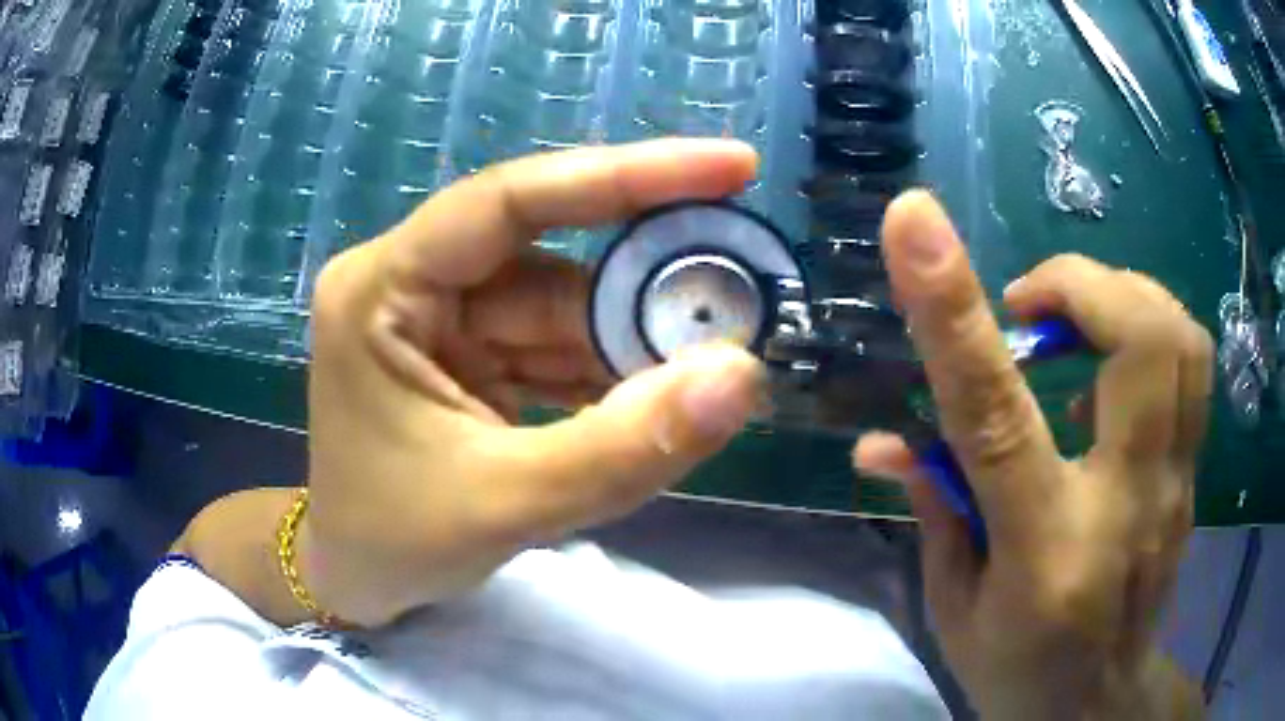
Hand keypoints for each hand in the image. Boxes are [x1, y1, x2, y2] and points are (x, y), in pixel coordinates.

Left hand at [303, 140, 764, 626]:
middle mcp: (413, 284)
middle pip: (550, 259)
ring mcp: (443, 320)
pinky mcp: (471, 356)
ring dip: (637, 342)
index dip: (626, 175)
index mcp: (382, 289)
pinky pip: (557, 348)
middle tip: (742, 301)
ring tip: (714, 365)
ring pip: (565, 308)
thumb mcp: (504, 505)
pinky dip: (612, 373)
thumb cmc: (393, 543)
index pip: (510, 201)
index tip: (731, 166)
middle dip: (645, 290)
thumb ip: (622, 448)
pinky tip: (661, 396)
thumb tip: (740, 376)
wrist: (358, 580)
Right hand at [854, 193, 1210, 718]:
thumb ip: (933, 510)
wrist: (1098, 702)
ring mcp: (1175, 487)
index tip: (913, 222)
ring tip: (1076, 318)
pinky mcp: (1194, 475)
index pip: (999, 417)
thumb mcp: (952, 608)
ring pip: (1181, 339)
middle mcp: (1127, 505)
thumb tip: (882, 440)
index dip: (956, 312)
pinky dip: (1151, 329)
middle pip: (1140, 343)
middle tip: (1031, 305)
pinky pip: (1192, 365)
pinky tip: (1113, 360)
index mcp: (1043, 553)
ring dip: (1121, 296)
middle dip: (1079, 285)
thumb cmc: (1017, 668)